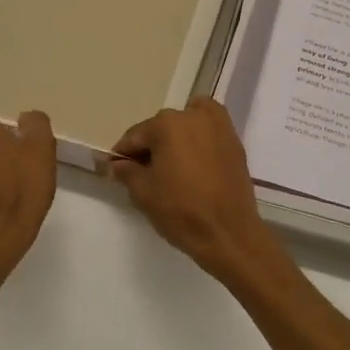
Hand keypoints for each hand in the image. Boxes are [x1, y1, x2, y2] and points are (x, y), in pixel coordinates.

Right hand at [107, 98, 283, 286]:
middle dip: (150, 146)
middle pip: (161, 127)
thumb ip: (127, 172)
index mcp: (166, 124)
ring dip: (176, 136)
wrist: (229, 233)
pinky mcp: (234, 141)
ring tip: (172, 164)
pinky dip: (199, 137)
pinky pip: (210, 130)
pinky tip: (194, 159)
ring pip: (187, 123)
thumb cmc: (181, 211)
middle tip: (143, 172)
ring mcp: (218, 126)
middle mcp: (193, 116)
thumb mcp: (144, 193)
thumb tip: (117, 164)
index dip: (122, 154)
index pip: (135, 136)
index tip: (115, 169)